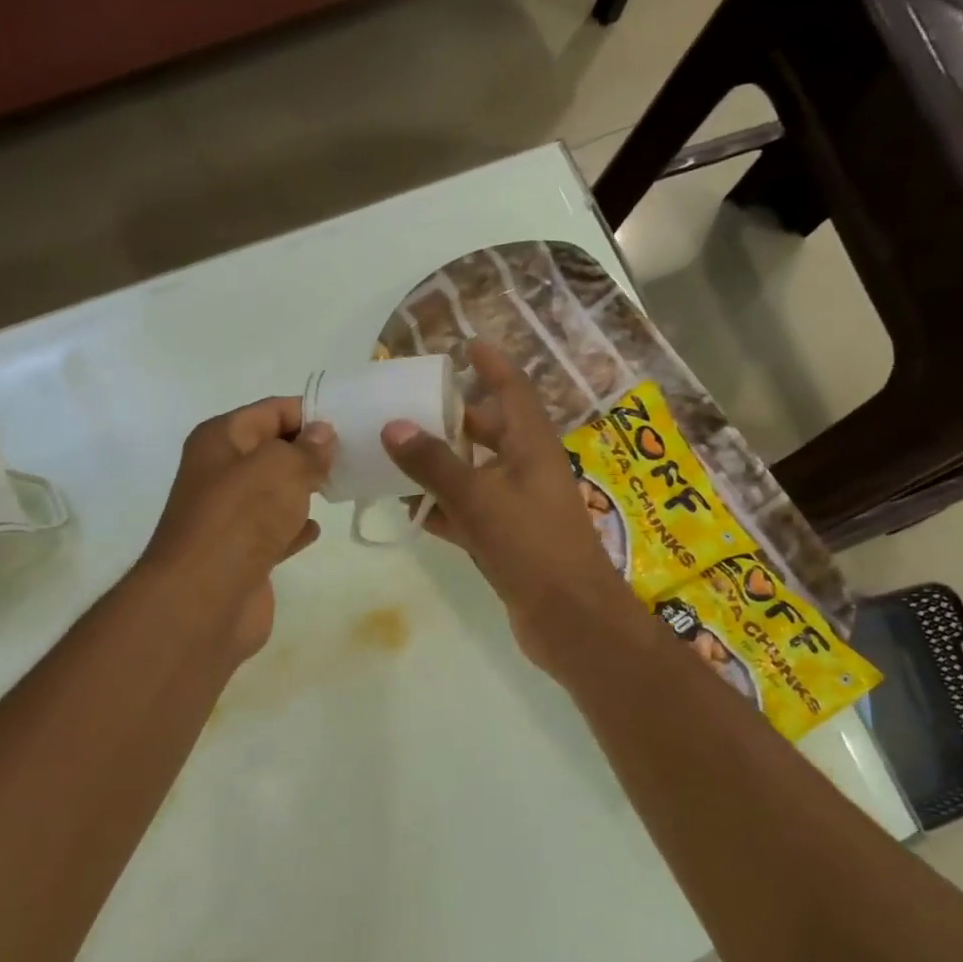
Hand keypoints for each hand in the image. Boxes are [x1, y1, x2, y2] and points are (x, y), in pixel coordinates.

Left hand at [140, 397, 333, 661]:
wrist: (205, 597)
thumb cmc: (241, 519)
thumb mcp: (281, 468)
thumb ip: (307, 449)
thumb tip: (323, 434)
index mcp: (221, 440)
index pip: (270, 411)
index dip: (309, 412)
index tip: (349, 421)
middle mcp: (220, 474)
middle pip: (271, 451)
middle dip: (309, 451)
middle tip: (356, 454)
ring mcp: (230, 517)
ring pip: (274, 493)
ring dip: (303, 489)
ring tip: (344, 485)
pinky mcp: (242, 554)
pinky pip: (274, 531)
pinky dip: (294, 527)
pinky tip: (316, 528)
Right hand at [382, 339, 643, 675]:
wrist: (569, 618)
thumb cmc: (533, 546)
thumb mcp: (480, 498)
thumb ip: (435, 464)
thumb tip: (393, 427)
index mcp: (532, 446)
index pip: (512, 389)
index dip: (491, 364)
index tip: (466, 344)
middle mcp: (527, 470)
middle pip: (490, 430)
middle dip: (455, 416)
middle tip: (412, 404)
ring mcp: (519, 508)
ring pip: (476, 474)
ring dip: (443, 465)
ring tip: (399, 453)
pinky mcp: (508, 541)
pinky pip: (470, 514)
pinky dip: (444, 509)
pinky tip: (411, 510)